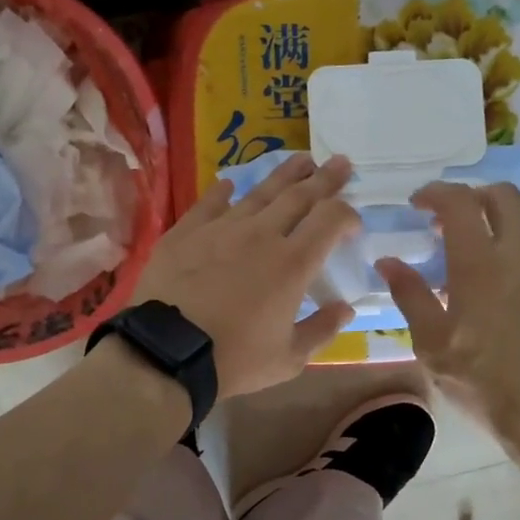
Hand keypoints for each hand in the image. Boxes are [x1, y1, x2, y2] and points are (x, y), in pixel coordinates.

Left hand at [134, 154, 359, 397]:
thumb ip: (321, 330)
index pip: (330, 220)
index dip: (347, 214)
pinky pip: (210, 204)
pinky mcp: (186, 232)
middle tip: (340, 162)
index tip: (353, 221)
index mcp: (292, 263)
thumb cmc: (233, 359)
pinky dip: (223, 192)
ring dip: (284, 175)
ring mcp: (221, 228)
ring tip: (301, 160)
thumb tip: (346, 308)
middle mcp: (261, 235)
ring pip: (258, 192)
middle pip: (299, 196)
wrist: (166, 352)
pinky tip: (229, 184)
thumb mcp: (288, 358)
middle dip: (324, 178)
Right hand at [375, 182, 519, 443]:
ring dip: (490, 232)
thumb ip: (410, 295)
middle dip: (471, 196)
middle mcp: (519, 257)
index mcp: (481, 264)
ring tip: (463, 271)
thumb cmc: (484, 381)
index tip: (416, 204)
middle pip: (502, 198)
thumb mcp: (432, 344)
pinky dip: (507, 262)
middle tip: (445, 220)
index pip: (460, 202)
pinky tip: (493, 303)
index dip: (435, 192)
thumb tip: (388, 262)